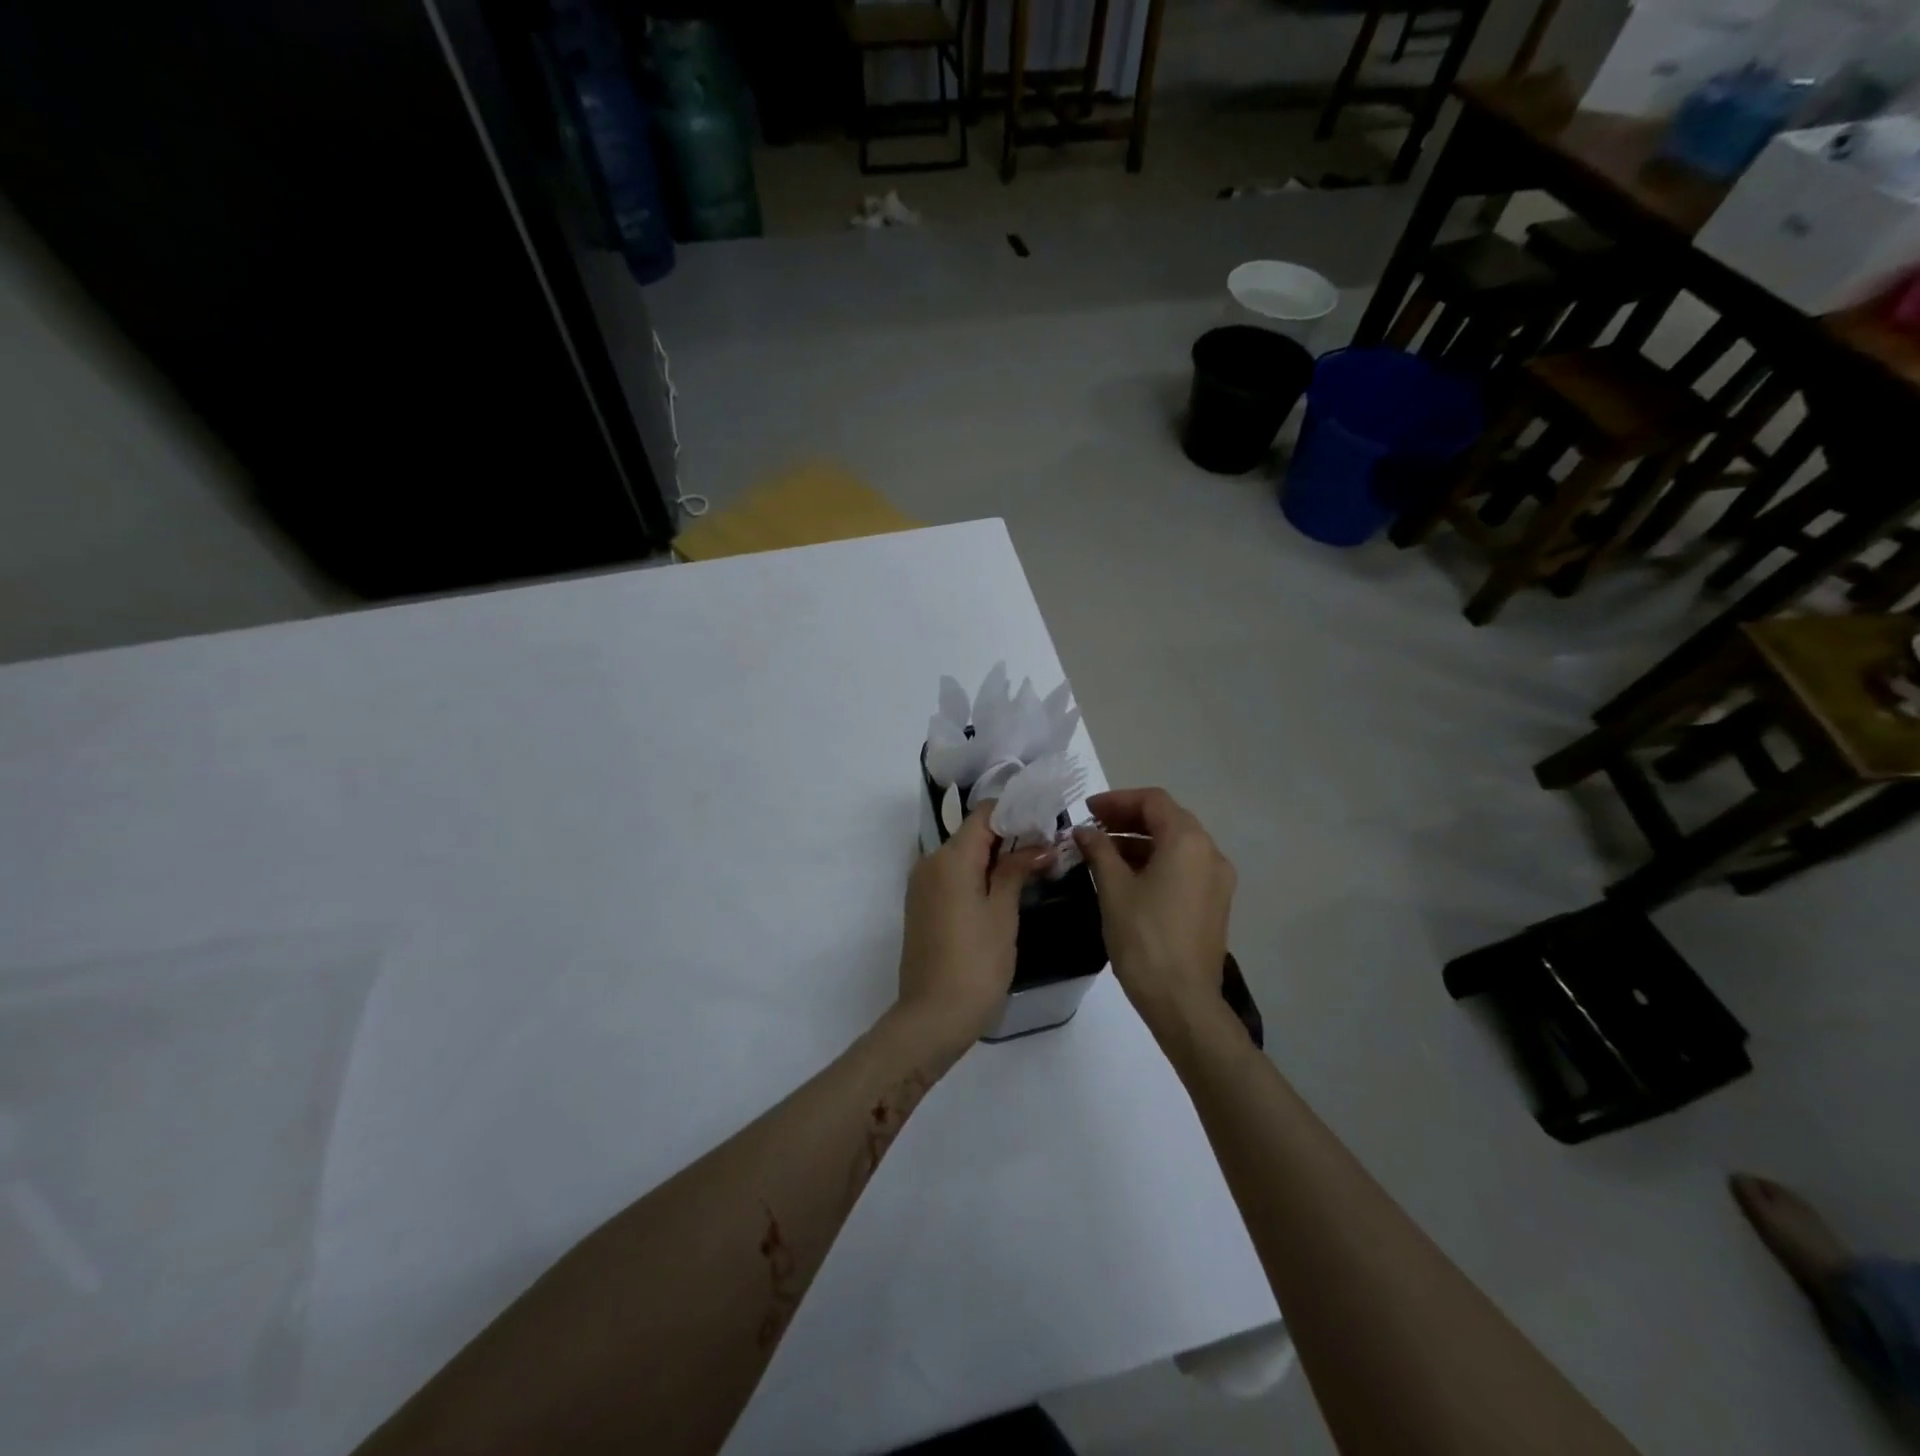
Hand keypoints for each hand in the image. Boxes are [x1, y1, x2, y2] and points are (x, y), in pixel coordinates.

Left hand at [896, 804, 1050, 1046]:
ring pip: (962, 855)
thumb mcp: (1002, 913)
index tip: (1046, 822)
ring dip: (994, 856)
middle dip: (1009, 835)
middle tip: (1047, 847)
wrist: (932, 1015)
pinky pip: (952, 876)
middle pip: (972, 833)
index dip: (1016, 812)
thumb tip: (1039, 845)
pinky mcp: (921, 905)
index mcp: (950, 858)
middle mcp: (930, 862)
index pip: (984, 814)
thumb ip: (1016, 870)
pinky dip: (977, 874)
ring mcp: (922, 884)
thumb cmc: (976, 962)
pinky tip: (1004, 889)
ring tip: (1032, 867)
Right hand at [1073, 788, 1234, 1026]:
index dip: (1116, 800)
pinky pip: (1183, 867)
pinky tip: (1126, 876)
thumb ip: (1099, 851)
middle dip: (1127, 818)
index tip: (1086, 810)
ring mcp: (1216, 879)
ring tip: (1102, 852)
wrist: (1183, 1001)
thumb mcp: (1114, 889)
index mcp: (1187, 842)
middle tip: (1091, 827)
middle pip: (1167, 819)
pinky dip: (1155, 861)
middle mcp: (1210, 852)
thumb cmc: (1144, 939)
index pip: (1152, 801)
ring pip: (1175, 844)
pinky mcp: (1214, 903)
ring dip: (1139, 841)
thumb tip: (1084, 831)